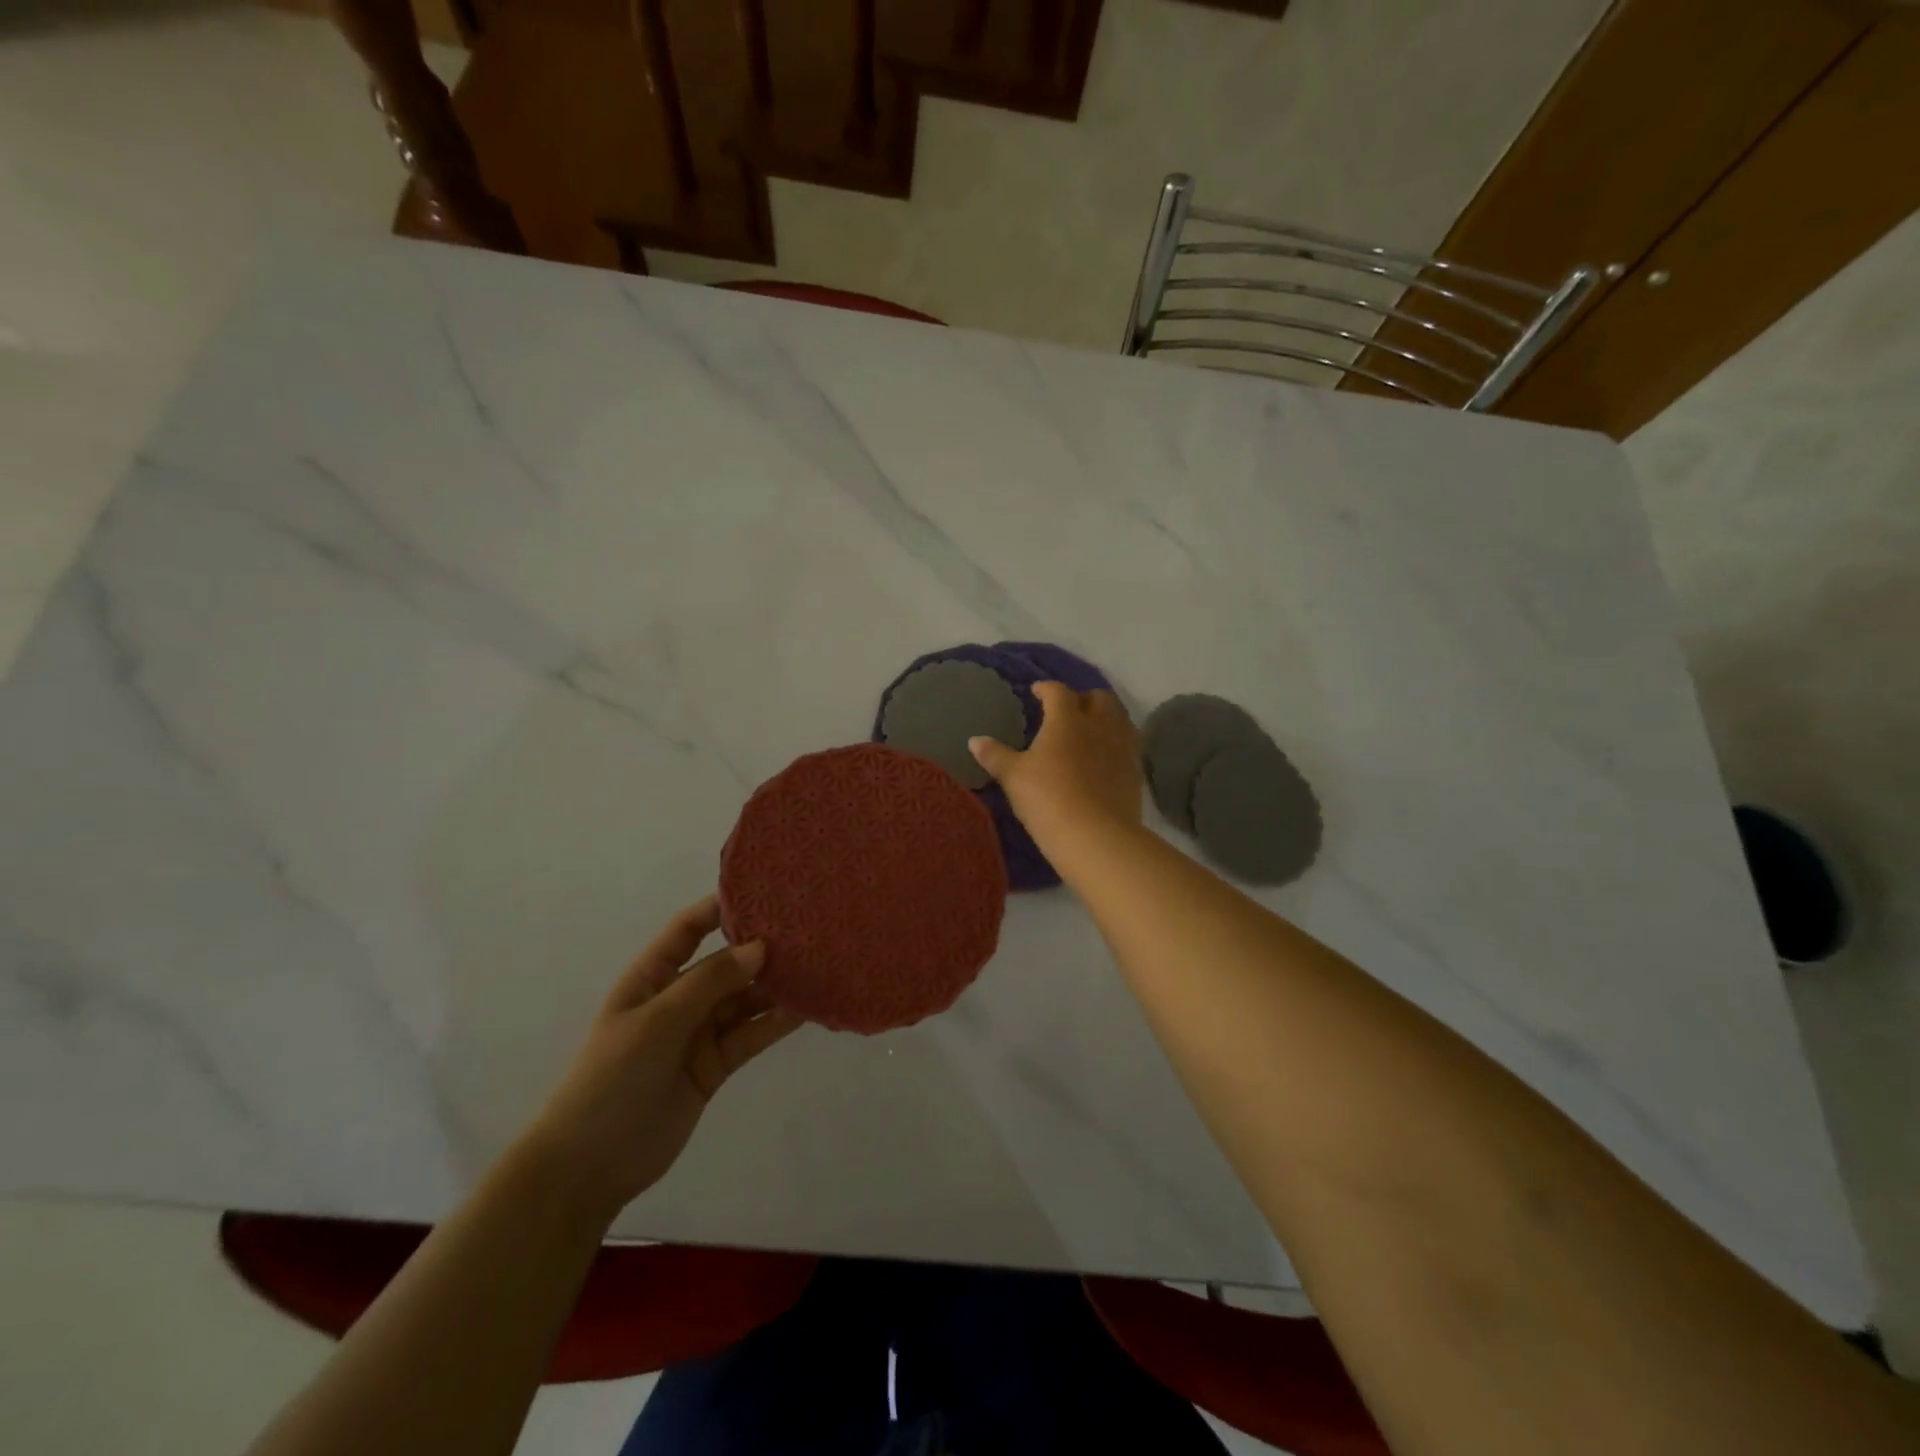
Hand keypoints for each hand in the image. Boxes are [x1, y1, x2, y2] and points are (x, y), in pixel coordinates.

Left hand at [521, 897, 802, 1217]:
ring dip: (776, 986)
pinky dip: (777, 1022)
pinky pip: (752, 1034)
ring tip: (818, 966)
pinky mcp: (716, 1064)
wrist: (590, 1166)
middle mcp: (680, 997)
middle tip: (808, 931)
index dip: (721, 908)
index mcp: (653, 976)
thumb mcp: (657, 1022)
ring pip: (745, 999)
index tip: (765, 892)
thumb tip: (759, 947)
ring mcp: (699, 1032)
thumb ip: (709, 983)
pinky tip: (807, 1008)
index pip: (689, 929)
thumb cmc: (612, 1078)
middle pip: (727, 963)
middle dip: (762, 948)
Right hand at [969, 681, 1142, 847]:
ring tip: (1090, 730)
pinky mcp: (1135, 772)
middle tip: (1069, 710)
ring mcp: (1122, 747)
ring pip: (1119, 719)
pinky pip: (1128, 746)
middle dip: (1083, 698)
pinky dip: (1115, 744)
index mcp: (1067, 719)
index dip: (1046, 688)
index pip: (1058, 692)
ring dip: (1105, 718)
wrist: (1095, 836)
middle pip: (1099, 698)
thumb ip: (995, 756)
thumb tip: (975, 740)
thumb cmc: (1047, 798)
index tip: (1037, 692)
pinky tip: (1104, 758)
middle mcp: (1099, 725)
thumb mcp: (1014, 777)